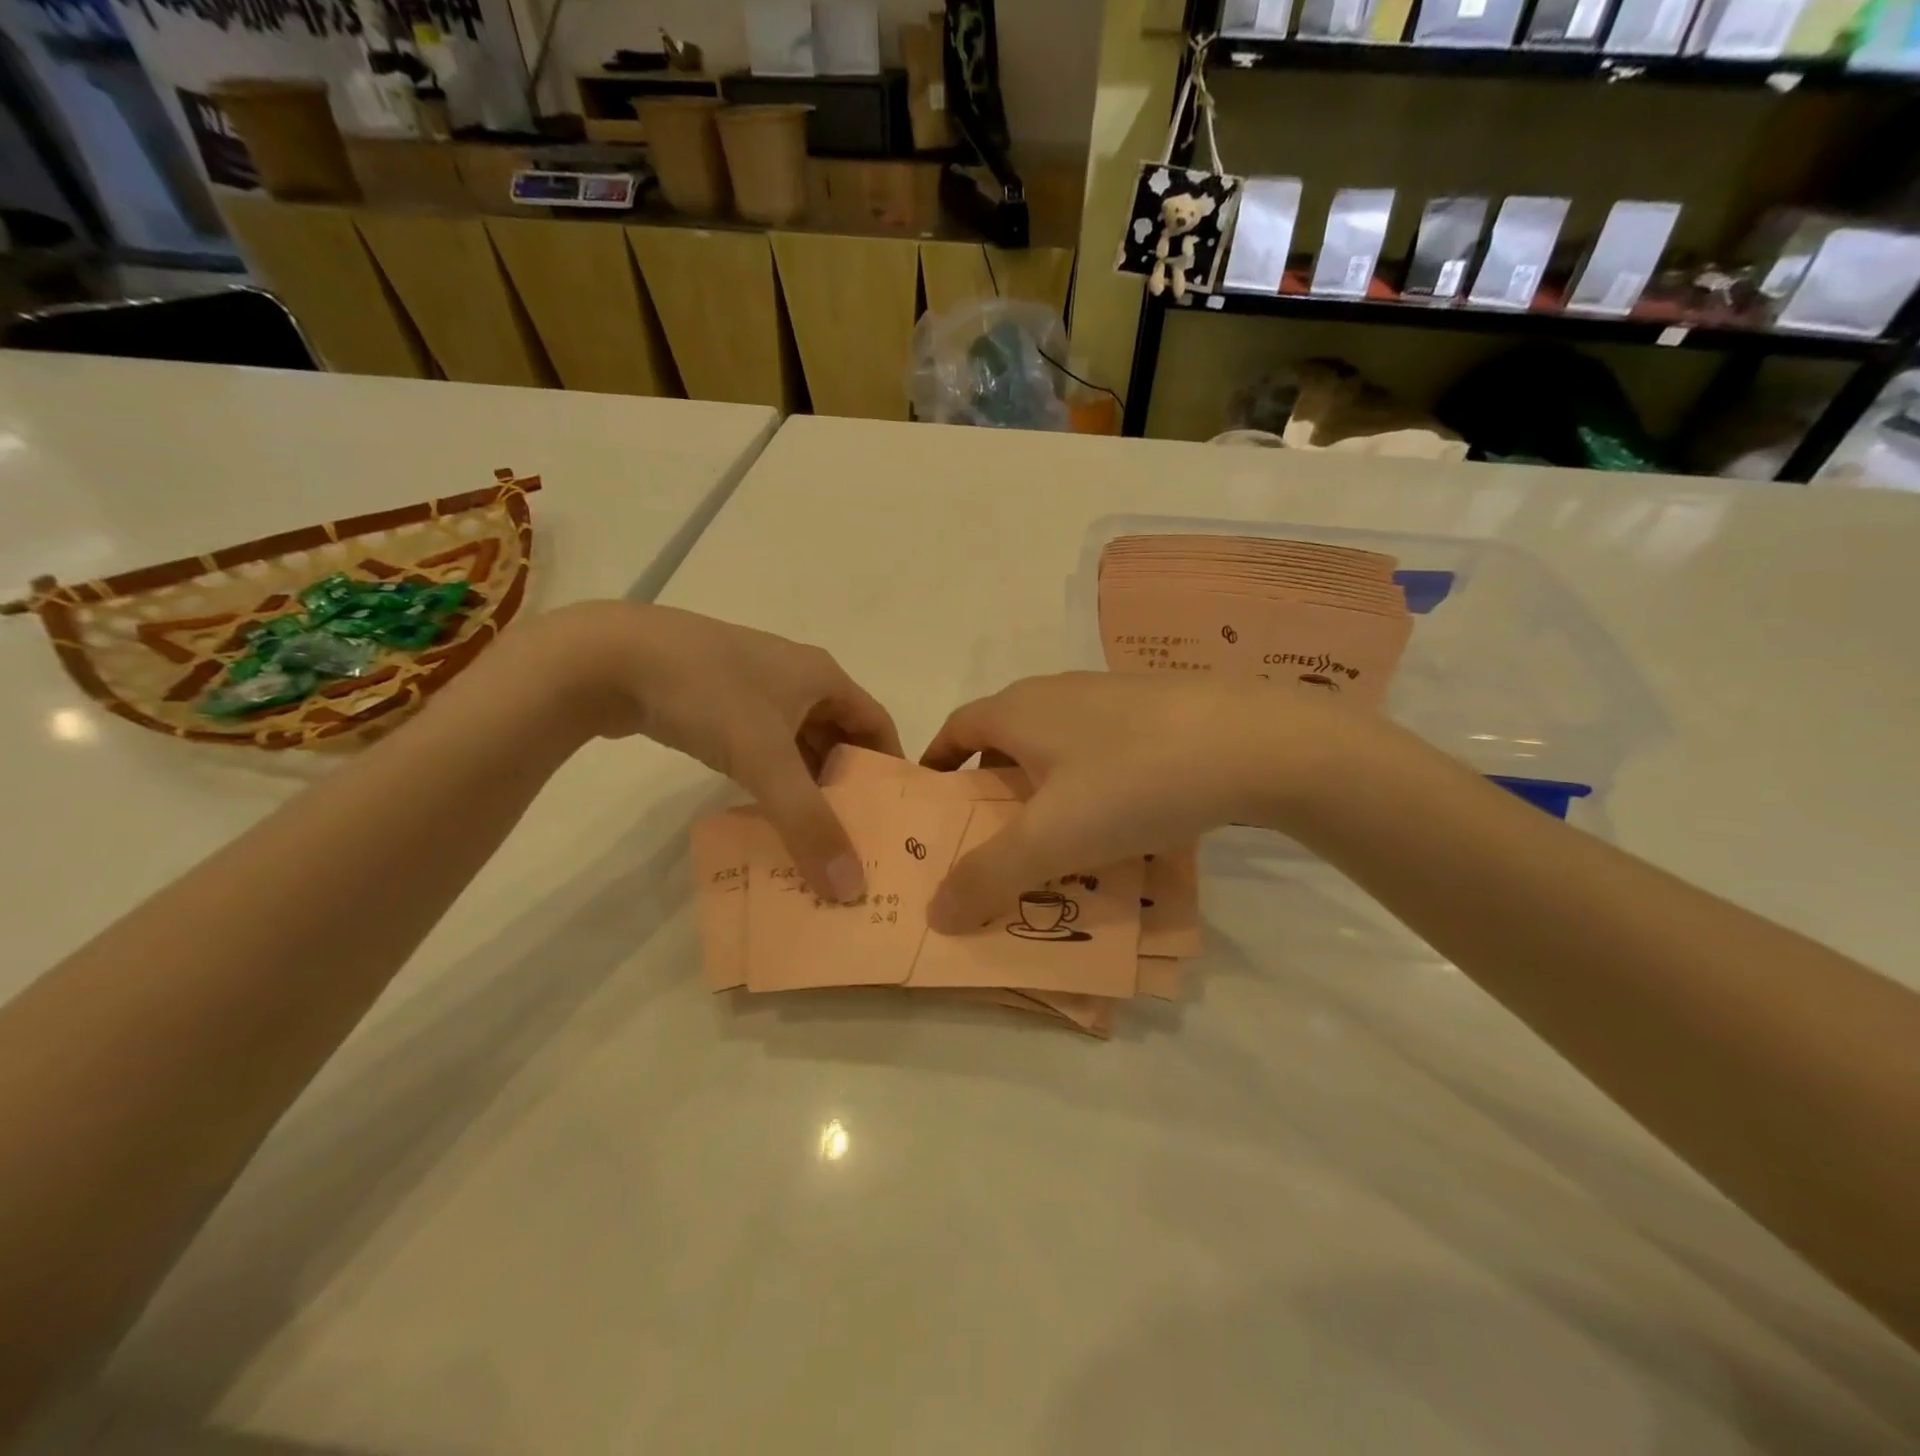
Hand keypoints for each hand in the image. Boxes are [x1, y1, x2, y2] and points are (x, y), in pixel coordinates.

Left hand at [515, 602, 901, 900]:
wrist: (608, 657)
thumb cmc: (708, 696)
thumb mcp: (764, 760)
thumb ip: (809, 825)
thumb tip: (852, 888)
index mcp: (822, 676)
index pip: (877, 723)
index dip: (890, 766)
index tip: (894, 816)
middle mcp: (795, 677)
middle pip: (838, 735)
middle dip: (847, 784)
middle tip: (855, 837)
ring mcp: (752, 686)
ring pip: (797, 742)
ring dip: (806, 784)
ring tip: (813, 834)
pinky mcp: (716, 701)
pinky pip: (761, 744)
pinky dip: (771, 777)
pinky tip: (764, 810)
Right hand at [918, 672, 1369, 930]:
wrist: (1253, 743)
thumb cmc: (1131, 782)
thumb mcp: (1050, 841)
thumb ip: (986, 877)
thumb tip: (935, 913)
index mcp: (1019, 710)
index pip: (957, 728)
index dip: (937, 764)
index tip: (935, 807)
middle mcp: (1057, 692)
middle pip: (1006, 739)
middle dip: (992, 787)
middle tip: (993, 840)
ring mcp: (1111, 697)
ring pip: (1058, 746)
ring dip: (1045, 789)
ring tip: (1058, 842)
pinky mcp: (1156, 711)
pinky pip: (1103, 751)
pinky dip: (1092, 785)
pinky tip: (1122, 823)